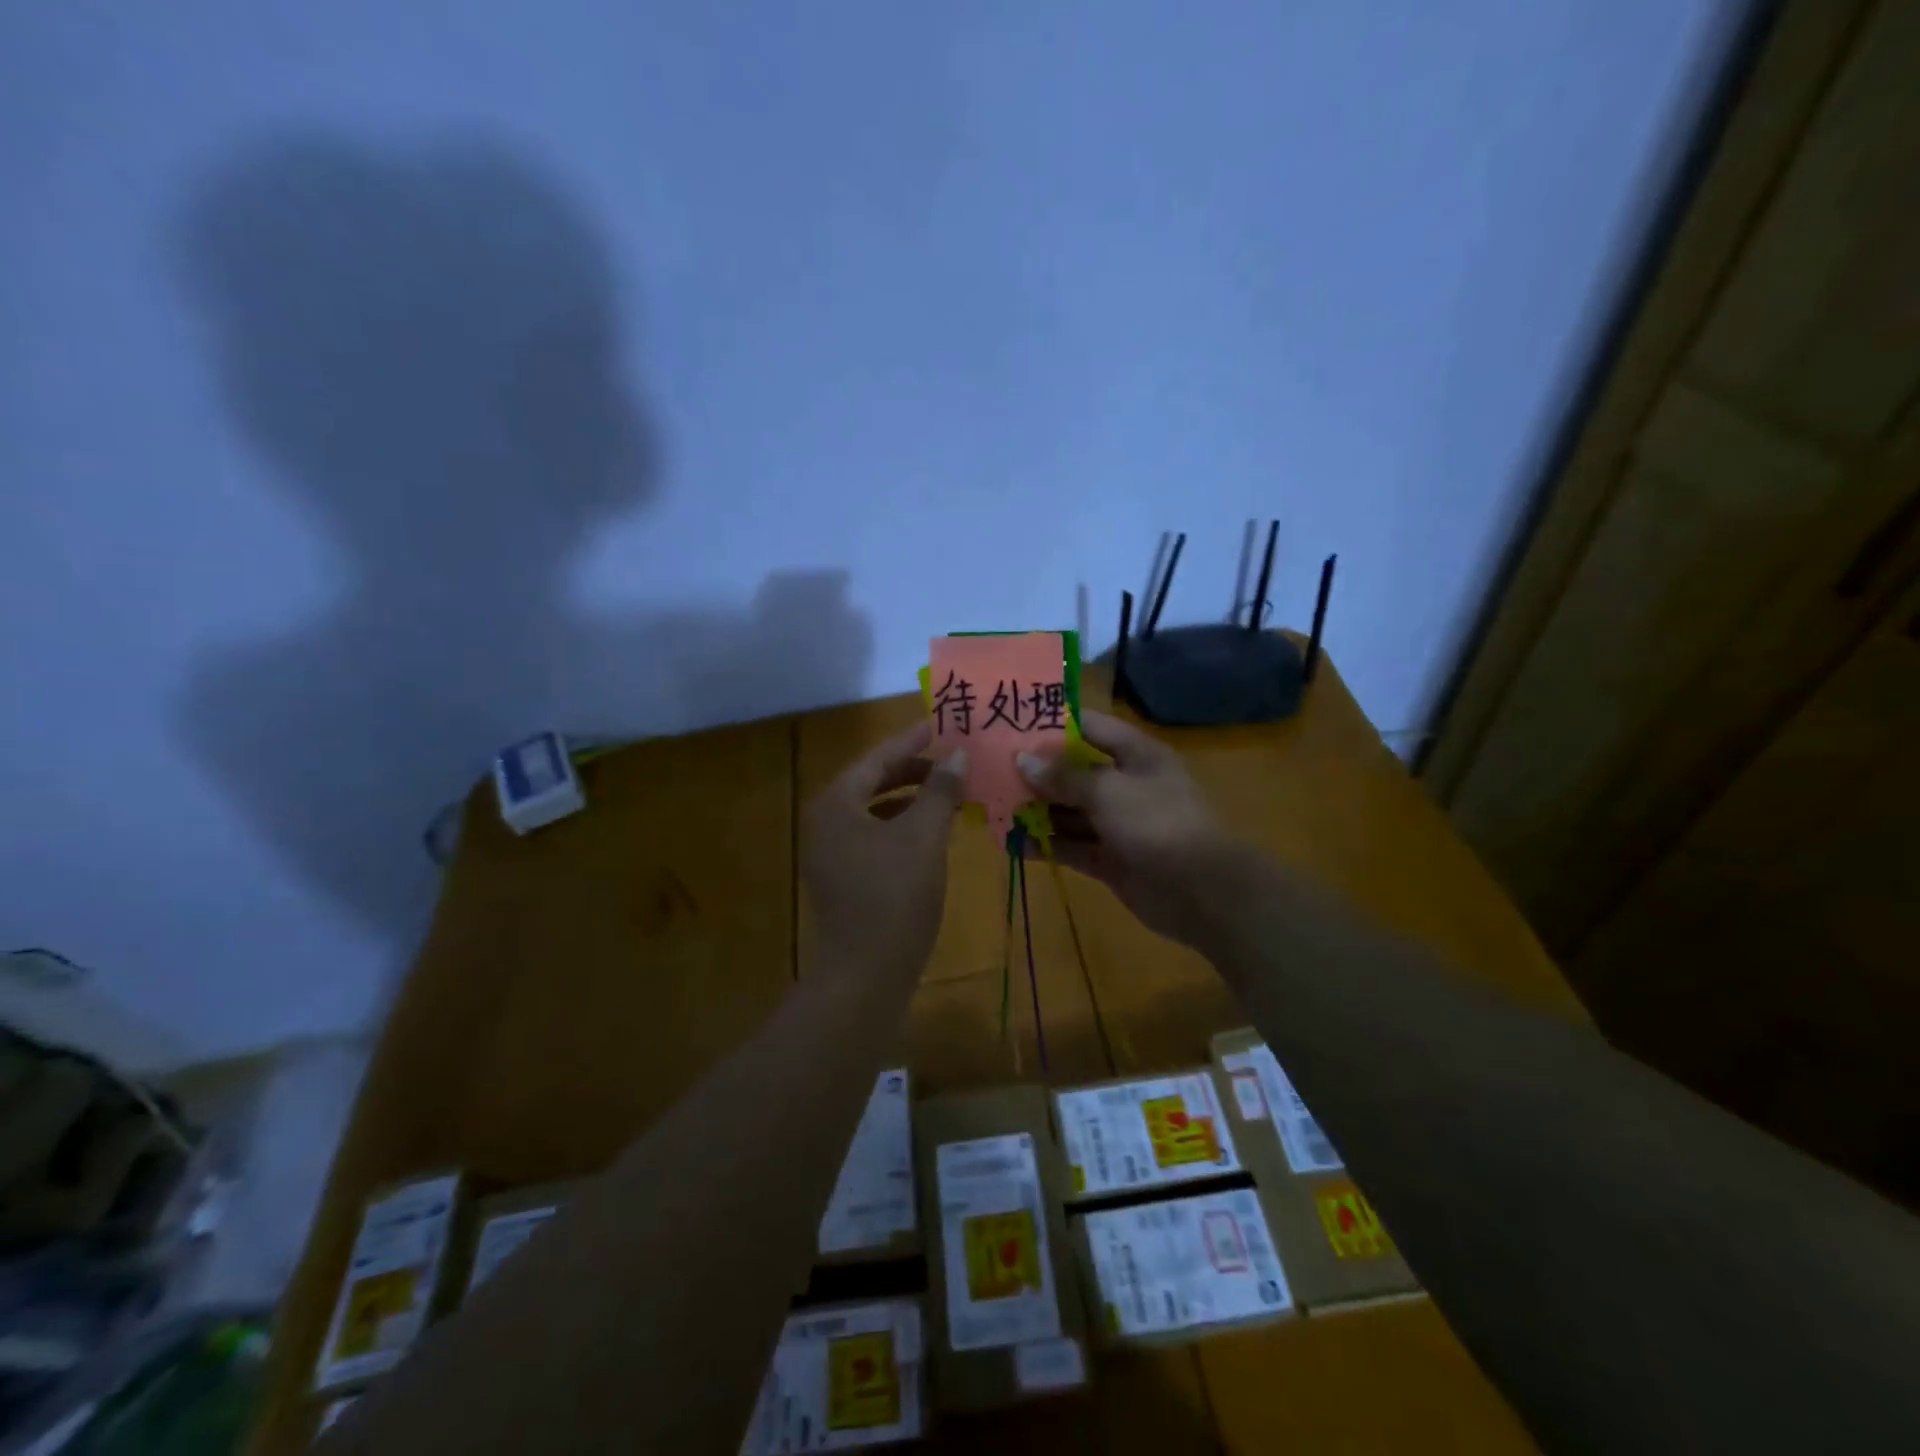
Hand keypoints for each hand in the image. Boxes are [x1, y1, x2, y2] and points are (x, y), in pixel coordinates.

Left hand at [804, 720, 965, 976]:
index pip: (877, 758)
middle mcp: (826, 822)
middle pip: (872, 782)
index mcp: (837, 804)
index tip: (939, 724)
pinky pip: (874, 836)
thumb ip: (940, 791)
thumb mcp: (924, 837)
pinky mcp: (843, 878)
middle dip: (912, 769)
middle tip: (950, 759)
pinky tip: (932, 831)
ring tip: (948, 791)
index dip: (911, 740)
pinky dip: (903, 826)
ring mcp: (831, 853)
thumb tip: (957, 755)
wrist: (865, 974)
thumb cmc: (895, 896)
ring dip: (910, 798)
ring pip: (874, 811)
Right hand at [1017, 710, 1237, 948]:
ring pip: (1071, 812)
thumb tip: (1023, 761)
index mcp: (1136, 755)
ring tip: (996, 807)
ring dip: (1038, 811)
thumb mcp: (1109, 791)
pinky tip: (1014, 843)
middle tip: (992, 770)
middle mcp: (1126, 785)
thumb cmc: (1157, 823)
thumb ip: (1064, 777)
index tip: (1014, 724)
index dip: (1055, 726)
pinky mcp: (1110, 859)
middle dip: (1038, 773)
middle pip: (1076, 772)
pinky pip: (1073, 846)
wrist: (1202, 892)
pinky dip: (1047, 845)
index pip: (1091, 728)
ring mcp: (1118, 824)